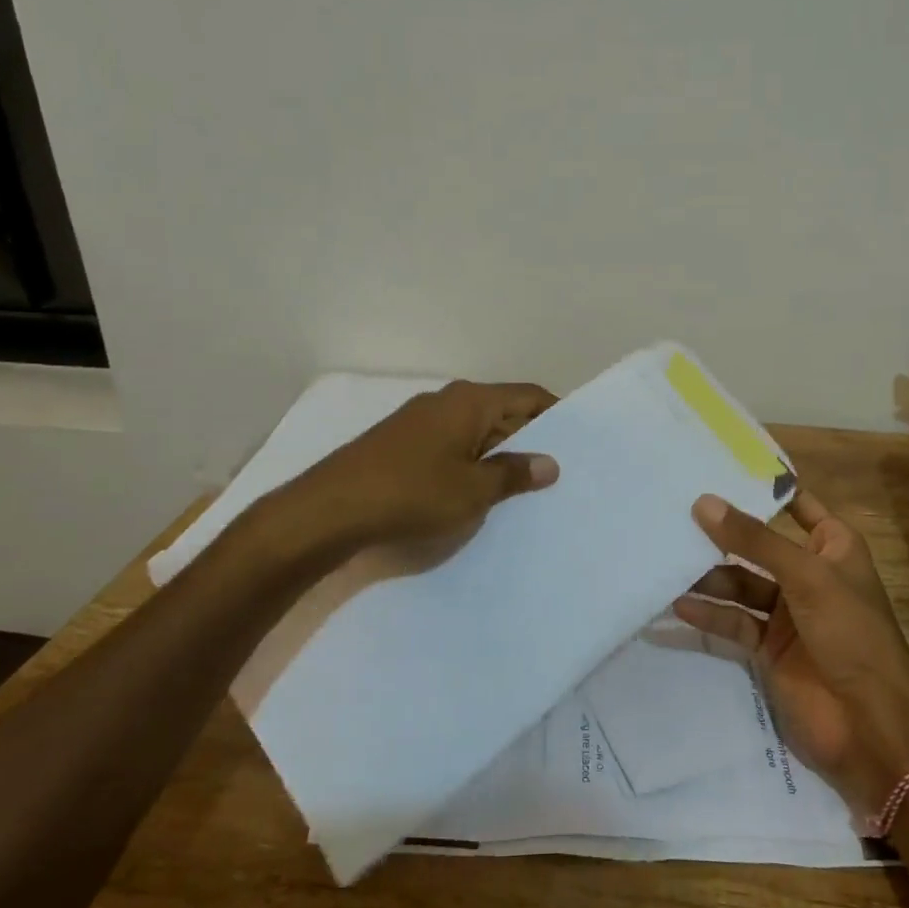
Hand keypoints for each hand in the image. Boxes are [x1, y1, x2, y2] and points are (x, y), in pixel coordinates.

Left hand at [297, 380, 559, 554]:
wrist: (328, 511)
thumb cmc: (411, 493)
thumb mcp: (473, 490)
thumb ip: (514, 474)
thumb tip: (550, 463)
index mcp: (470, 401)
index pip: (528, 396)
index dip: (557, 414)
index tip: (580, 440)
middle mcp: (447, 402)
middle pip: (503, 412)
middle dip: (531, 439)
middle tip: (560, 470)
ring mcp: (420, 423)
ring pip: (477, 433)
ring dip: (500, 456)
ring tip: (527, 488)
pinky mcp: (402, 446)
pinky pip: (452, 448)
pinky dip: (472, 465)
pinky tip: (481, 495)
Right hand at [674, 491, 908, 814]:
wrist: (869, 724)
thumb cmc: (850, 633)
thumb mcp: (806, 576)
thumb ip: (754, 541)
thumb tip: (703, 502)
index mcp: (832, 547)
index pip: (796, 505)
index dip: (762, 489)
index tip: (716, 469)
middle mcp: (808, 574)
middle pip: (757, 546)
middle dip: (721, 534)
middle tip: (673, 515)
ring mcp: (787, 613)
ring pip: (740, 584)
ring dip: (708, 577)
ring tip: (666, 561)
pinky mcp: (768, 648)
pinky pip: (733, 622)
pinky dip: (709, 614)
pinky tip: (677, 605)